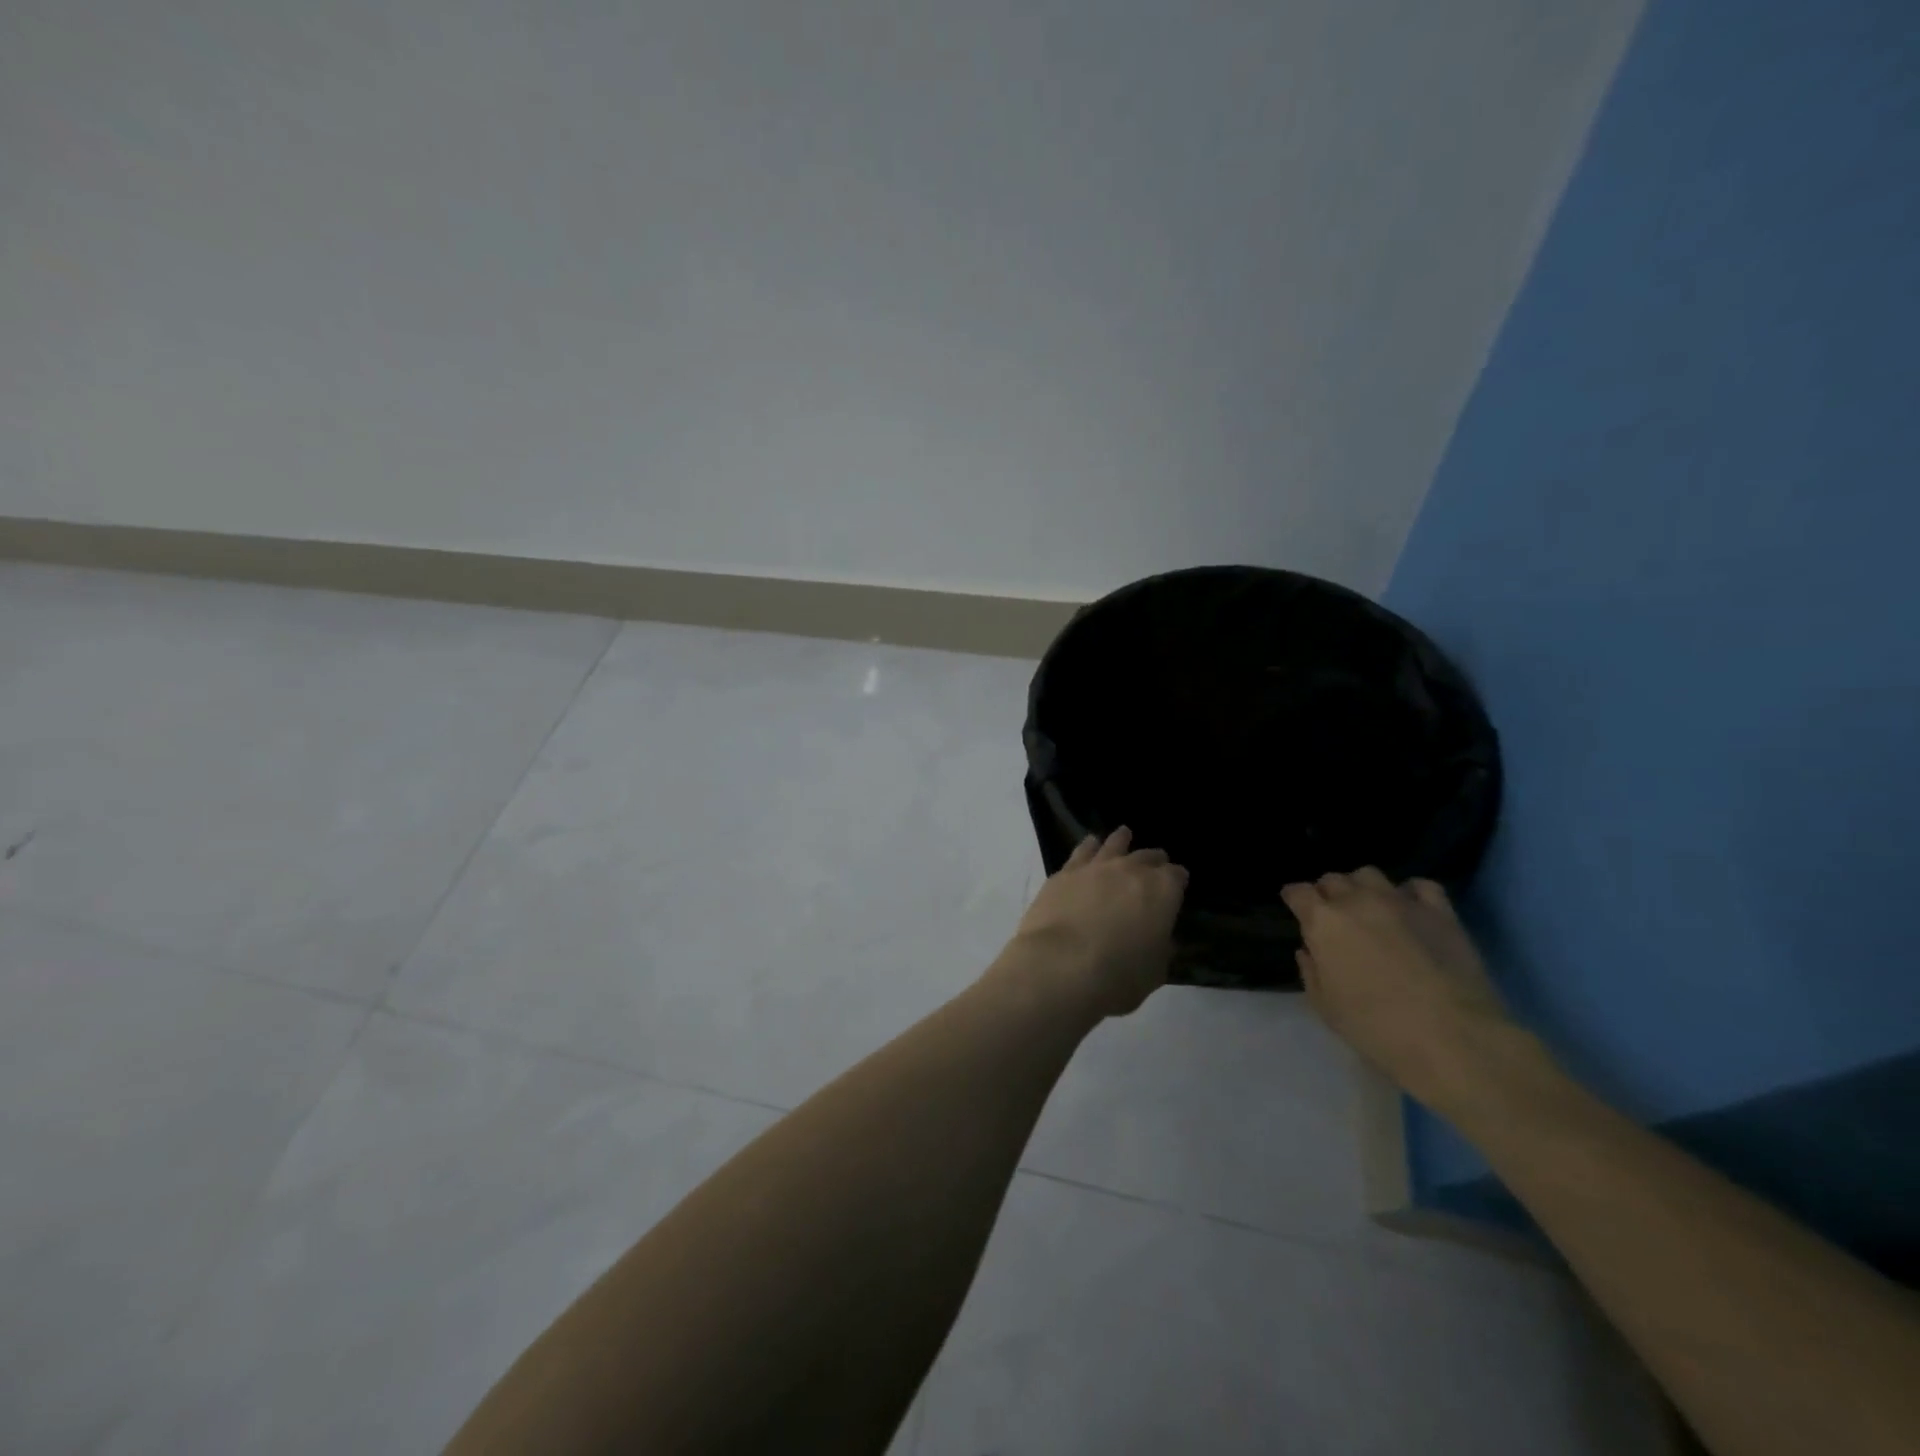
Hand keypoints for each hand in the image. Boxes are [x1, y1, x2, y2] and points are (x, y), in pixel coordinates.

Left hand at [1005, 828, 1187, 1019]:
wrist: (1060, 965)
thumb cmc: (1117, 976)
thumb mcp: (1154, 972)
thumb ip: (1160, 950)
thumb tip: (1162, 940)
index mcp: (1162, 892)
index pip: (1177, 876)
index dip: (1178, 880)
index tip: (1178, 883)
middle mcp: (1131, 870)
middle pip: (1147, 857)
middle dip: (1154, 860)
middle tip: (1156, 861)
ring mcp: (1096, 867)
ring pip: (1114, 845)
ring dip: (1121, 840)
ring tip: (1124, 834)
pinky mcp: (1065, 873)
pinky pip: (1082, 851)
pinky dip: (1089, 846)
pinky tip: (1090, 844)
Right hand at [1283, 868, 1523, 1106]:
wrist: (1452, 1038)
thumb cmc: (1376, 1027)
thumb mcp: (1326, 1008)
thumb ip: (1312, 972)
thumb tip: (1309, 951)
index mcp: (1323, 922)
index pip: (1297, 892)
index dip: (1294, 898)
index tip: (1296, 908)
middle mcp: (1357, 901)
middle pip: (1333, 879)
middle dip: (1327, 893)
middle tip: (1333, 915)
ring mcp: (1400, 902)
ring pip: (1370, 875)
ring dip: (1362, 887)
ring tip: (1369, 908)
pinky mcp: (1440, 912)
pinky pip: (1421, 886)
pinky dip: (1410, 893)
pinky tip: (1411, 909)